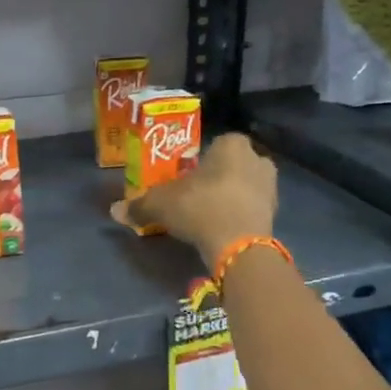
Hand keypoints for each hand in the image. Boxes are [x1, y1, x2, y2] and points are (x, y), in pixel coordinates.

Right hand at [110, 132, 276, 266]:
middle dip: (217, 178)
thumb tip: (115, 211)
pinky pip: (251, 208)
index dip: (199, 161)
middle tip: (196, 196)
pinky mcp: (275, 214)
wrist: (238, 245)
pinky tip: (222, 229)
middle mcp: (257, 158)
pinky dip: (239, 215)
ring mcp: (271, 187)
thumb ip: (140, 205)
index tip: (186, 178)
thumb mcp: (161, 204)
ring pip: (244, 186)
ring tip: (208, 215)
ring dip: (229, 197)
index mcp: (232, 144)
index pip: (215, 144)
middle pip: (232, 165)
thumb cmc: (201, 207)